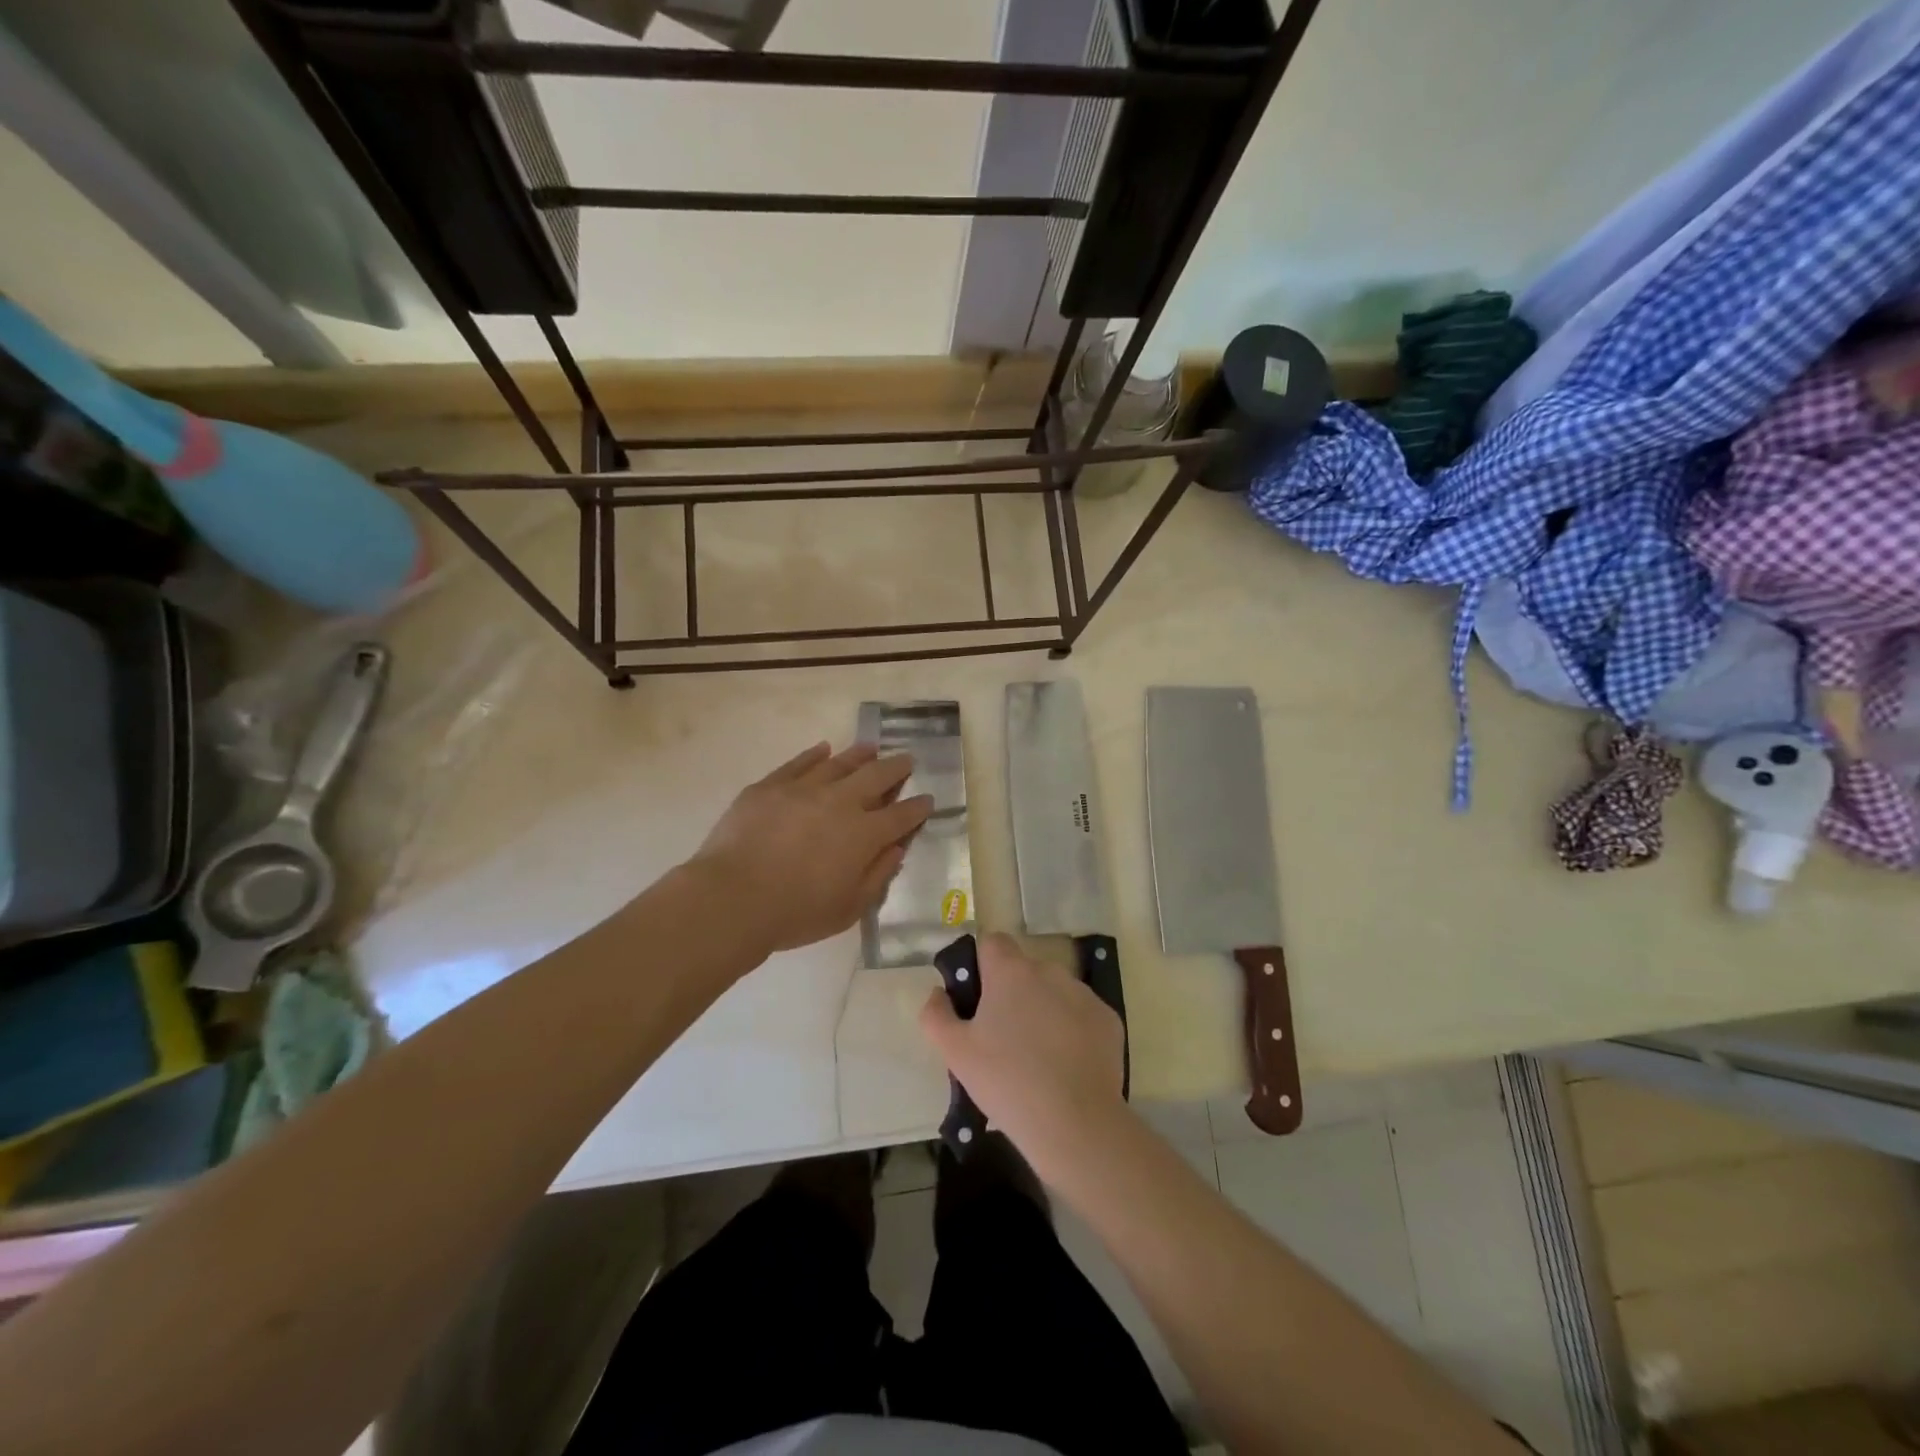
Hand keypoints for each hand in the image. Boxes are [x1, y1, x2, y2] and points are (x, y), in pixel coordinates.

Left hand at [692, 741, 932, 952]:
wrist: (732, 898)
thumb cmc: (795, 913)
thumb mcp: (848, 909)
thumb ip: (877, 876)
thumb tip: (896, 849)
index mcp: (864, 835)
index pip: (901, 816)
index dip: (917, 807)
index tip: (927, 799)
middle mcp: (840, 803)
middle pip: (876, 777)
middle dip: (896, 768)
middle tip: (907, 760)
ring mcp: (803, 789)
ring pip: (839, 763)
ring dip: (860, 754)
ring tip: (871, 747)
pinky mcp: (770, 786)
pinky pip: (798, 763)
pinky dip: (814, 755)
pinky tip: (823, 750)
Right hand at [920, 933, 1125, 1166]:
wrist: (1075, 1123)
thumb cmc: (1006, 1081)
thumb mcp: (955, 1052)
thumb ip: (936, 1014)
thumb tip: (938, 992)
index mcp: (1011, 972)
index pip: (992, 942)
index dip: (981, 964)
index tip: (977, 997)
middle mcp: (1049, 971)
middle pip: (1023, 970)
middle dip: (1012, 992)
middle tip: (1002, 1036)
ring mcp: (1084, 994)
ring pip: (1054, 990)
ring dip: (1042, 1008)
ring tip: (1036, 1055)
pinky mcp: (1108, 1019)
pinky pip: (1081, 1014)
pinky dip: (1072, 1029)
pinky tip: (1065, 1065)